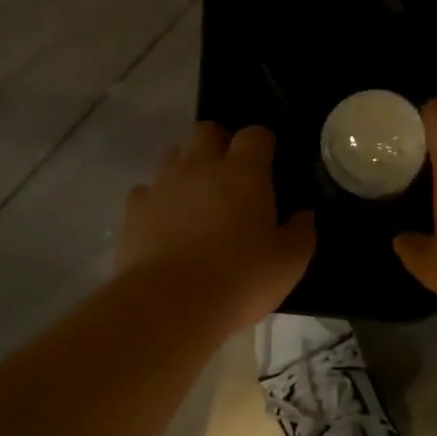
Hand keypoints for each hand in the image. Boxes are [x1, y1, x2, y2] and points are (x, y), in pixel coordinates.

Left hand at [118, 123, 314, 331]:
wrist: (171, 304)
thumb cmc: (240, 279)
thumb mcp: (289, 263)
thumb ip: (301, 232)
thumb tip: (303, 215)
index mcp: (243, 173)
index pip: (255, 135)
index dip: (263, 145)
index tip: (268, 165)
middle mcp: (200, 166)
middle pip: (206, 131)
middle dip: (219, 144)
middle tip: (230, 177)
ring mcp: (162, 184)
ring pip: (173, 155)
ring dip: (187, 168)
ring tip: (197, 201)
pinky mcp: (134, 209)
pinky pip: (146, 191)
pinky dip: (158, 200)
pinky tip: (165, 225)